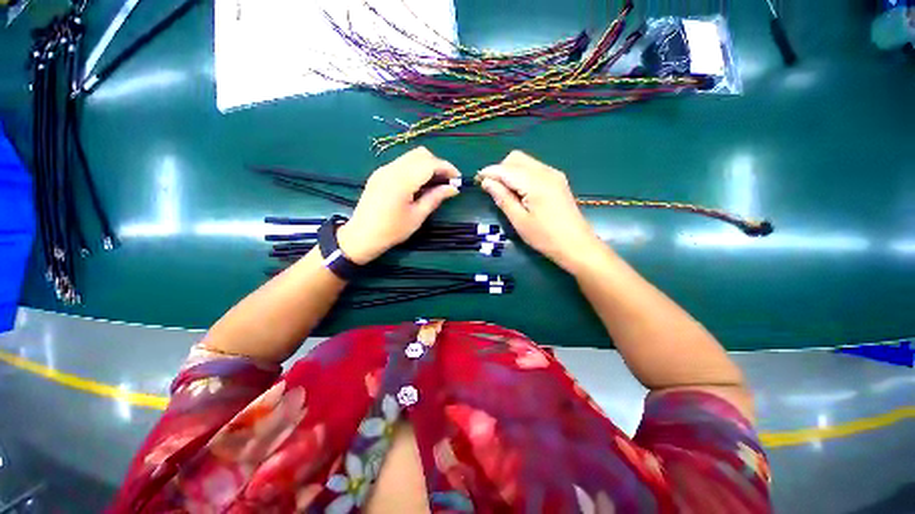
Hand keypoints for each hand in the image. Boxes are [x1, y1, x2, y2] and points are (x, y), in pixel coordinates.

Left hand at [337, 147, 459, 263]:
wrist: (362, 236)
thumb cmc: (392, 230)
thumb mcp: (417, 216)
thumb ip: (435, 198)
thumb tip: (453, 189)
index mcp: (402, 180)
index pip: (430, 164)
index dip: (447, 168)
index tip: (458, 179)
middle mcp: (392, 169)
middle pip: (421, 154)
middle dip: (438, 164)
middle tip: (447, 182)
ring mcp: (383, 169)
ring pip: (411, 157)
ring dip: (427, 165)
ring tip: (435, 183)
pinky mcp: (379, 174)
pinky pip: (402, 163)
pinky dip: (415, 169)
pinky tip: (419, 184)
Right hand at [477, 150, 604, 271]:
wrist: (577, 245)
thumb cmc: (545, 237)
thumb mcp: (519, 220)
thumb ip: (502, 198)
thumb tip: (486, 182)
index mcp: (535, 183)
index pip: (506, 169)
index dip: (489, 172)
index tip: (477, 180)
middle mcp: (546, 172)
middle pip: (516, 158)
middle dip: (500, 169)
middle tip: (492, 188)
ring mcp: (554, 174)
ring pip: (525, 162)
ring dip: (510, 171)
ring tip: (504, 192)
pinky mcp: (558, 180)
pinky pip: (534, 169)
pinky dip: (522, 175)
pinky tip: (519, 191)